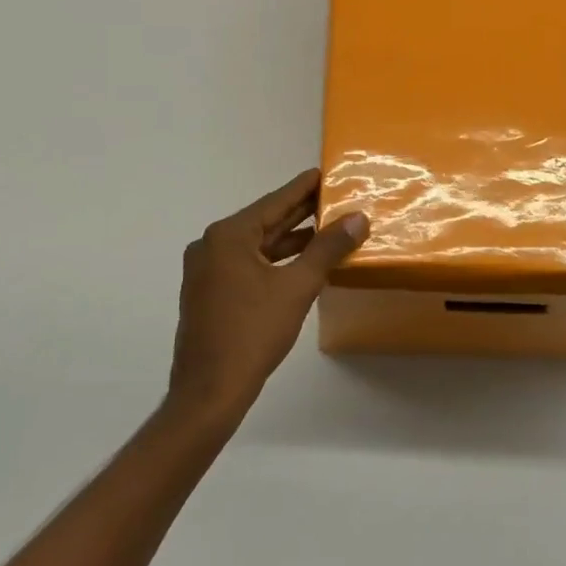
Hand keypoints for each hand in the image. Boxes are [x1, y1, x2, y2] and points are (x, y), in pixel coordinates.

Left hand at [168, 169, 368, 425]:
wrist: (209, 392)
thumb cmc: (252, 333)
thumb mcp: (297, 287)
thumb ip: (327, 249)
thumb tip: (358, 218)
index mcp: (228, 236)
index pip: (274, 202)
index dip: (303, 188)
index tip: (326, 173)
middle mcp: (212, 246)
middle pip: (265, 222)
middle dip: (300, 214)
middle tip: (335, 199)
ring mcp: (207, 271)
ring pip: (257, 246)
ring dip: (291, 241)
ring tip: (328, 230)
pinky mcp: (210, 294)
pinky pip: (248, 265)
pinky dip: (275, 261)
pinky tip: (302, 264)